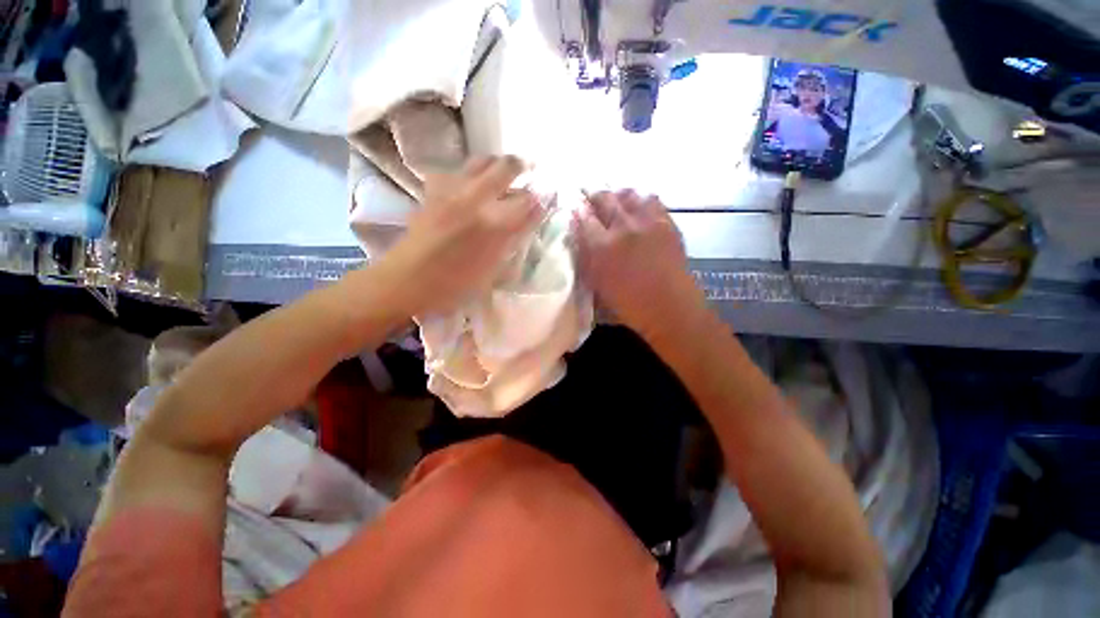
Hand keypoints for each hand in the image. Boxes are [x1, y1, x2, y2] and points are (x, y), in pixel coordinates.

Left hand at [379, 156, 542, 315]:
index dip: (540, 197)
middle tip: (529, 171)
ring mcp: (452, 191)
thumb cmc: (454, 284)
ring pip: (480, 161)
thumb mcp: (492, 269)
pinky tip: (470, 186)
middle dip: (522, 166)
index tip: (547, 197)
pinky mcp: (434, 191)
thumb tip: (526, 221)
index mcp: (493, 224)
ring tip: (503, 173)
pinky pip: (455, 170)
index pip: (527, 201)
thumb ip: (511, 241)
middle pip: (505, 167)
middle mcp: (475, 199)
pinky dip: (468, 174)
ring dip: (496, 164)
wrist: (407, 279)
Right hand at [573, 190, 703, 338]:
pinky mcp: (666, 222)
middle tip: (591, 198)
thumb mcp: (597, 284)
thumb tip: (580, 239)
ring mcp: (647, 222)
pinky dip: (640, 200)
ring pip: (628, 194)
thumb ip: (586, 258)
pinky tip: (638, 207)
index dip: (578, 213)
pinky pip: (651, 201)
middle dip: (594, 196)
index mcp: (602, 247)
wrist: (669, 307)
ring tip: (615, 199)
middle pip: (604, 199)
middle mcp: (622, 228)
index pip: (583, 219)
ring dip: (618, 195)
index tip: (576, 211)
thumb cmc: (628, 304)